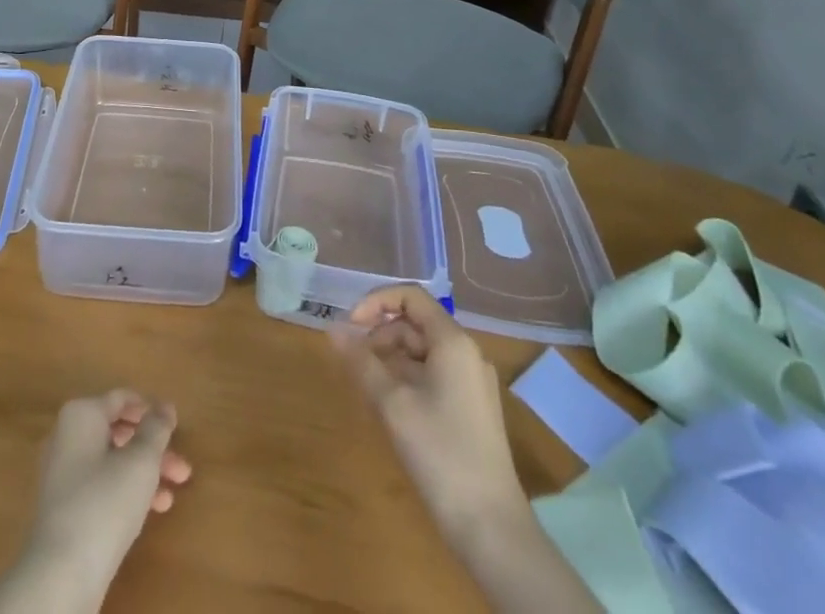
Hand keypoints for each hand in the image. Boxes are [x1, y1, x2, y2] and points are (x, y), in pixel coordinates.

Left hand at [0, 391, 191, 613]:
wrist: (62, 574)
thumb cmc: (105, 502)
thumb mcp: (141, 461)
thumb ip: (156, 429)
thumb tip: (165, 407)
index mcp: (81, 414)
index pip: (121, 399)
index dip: (150, 409)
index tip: (175, 426)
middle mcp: (67, 436)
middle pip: (119, 433)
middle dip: (153, 449)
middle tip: (181, 468)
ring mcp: (62, 472)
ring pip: (112, 462)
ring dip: (144, 474)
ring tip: (171, 494)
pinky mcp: (63, 506)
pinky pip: (100, 485)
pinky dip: (125, 491)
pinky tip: (149, 511)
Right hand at [337, 288, 598, 613]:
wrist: (491, 528)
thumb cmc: (441, 454)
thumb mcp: (393, 404)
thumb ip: (361, 361)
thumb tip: (333, 329)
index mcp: (453, 342)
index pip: (411, 297)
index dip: (376, 302)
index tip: (350, 326)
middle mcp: (466, 354)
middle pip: (415, 324)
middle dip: (380, 335)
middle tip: (354, 363)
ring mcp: (471, 383)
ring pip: (422, 352)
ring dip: (391, 360)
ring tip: (366, 387)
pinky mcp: (471, 409)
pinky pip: (433, 376)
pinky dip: (406, 380)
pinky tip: (388, 406)